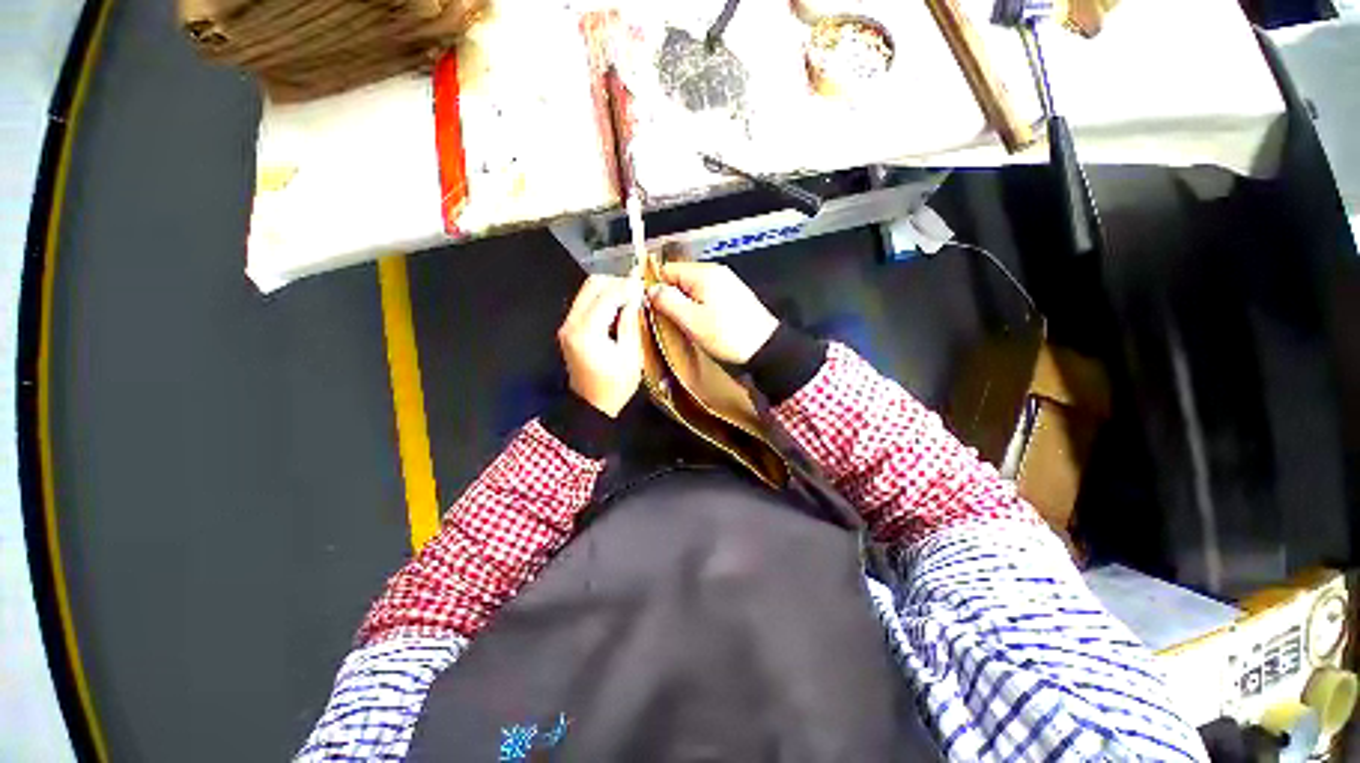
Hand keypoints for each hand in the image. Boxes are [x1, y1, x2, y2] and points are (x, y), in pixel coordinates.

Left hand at [558, 275, 644, 416]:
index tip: (644, 285)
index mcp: (587, 332)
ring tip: (630, 299)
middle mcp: (572, 323)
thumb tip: (635, 297)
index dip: (627, 287)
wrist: (591, 405)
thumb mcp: (630, 357)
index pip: (607, 295)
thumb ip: (631, 323)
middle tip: (637, 292)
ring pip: (588, 290)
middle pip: (593, 285)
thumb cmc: (615, 386)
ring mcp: (567, 324)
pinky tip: (618, 308)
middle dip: (617, 283)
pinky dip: (603, 299)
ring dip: (610, 289)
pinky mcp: (569, 328)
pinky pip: (585, 301)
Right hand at [647, 262, 778, 363]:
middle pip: (680, 279)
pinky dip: (698, 309)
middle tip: (666, 321)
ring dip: (684, 306)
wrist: (765, 348)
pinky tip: (699, 325)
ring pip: (692, 290)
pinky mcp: (733, 297)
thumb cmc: (727, 335)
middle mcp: (715, 273)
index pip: (667, 269)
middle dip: (670, 298)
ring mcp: (726, 284)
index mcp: (704, 273)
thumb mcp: (691, 320)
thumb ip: (668, 301)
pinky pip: (706, 297)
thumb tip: (651, 289)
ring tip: (683, 326)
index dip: (655, 287)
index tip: (650, 307)